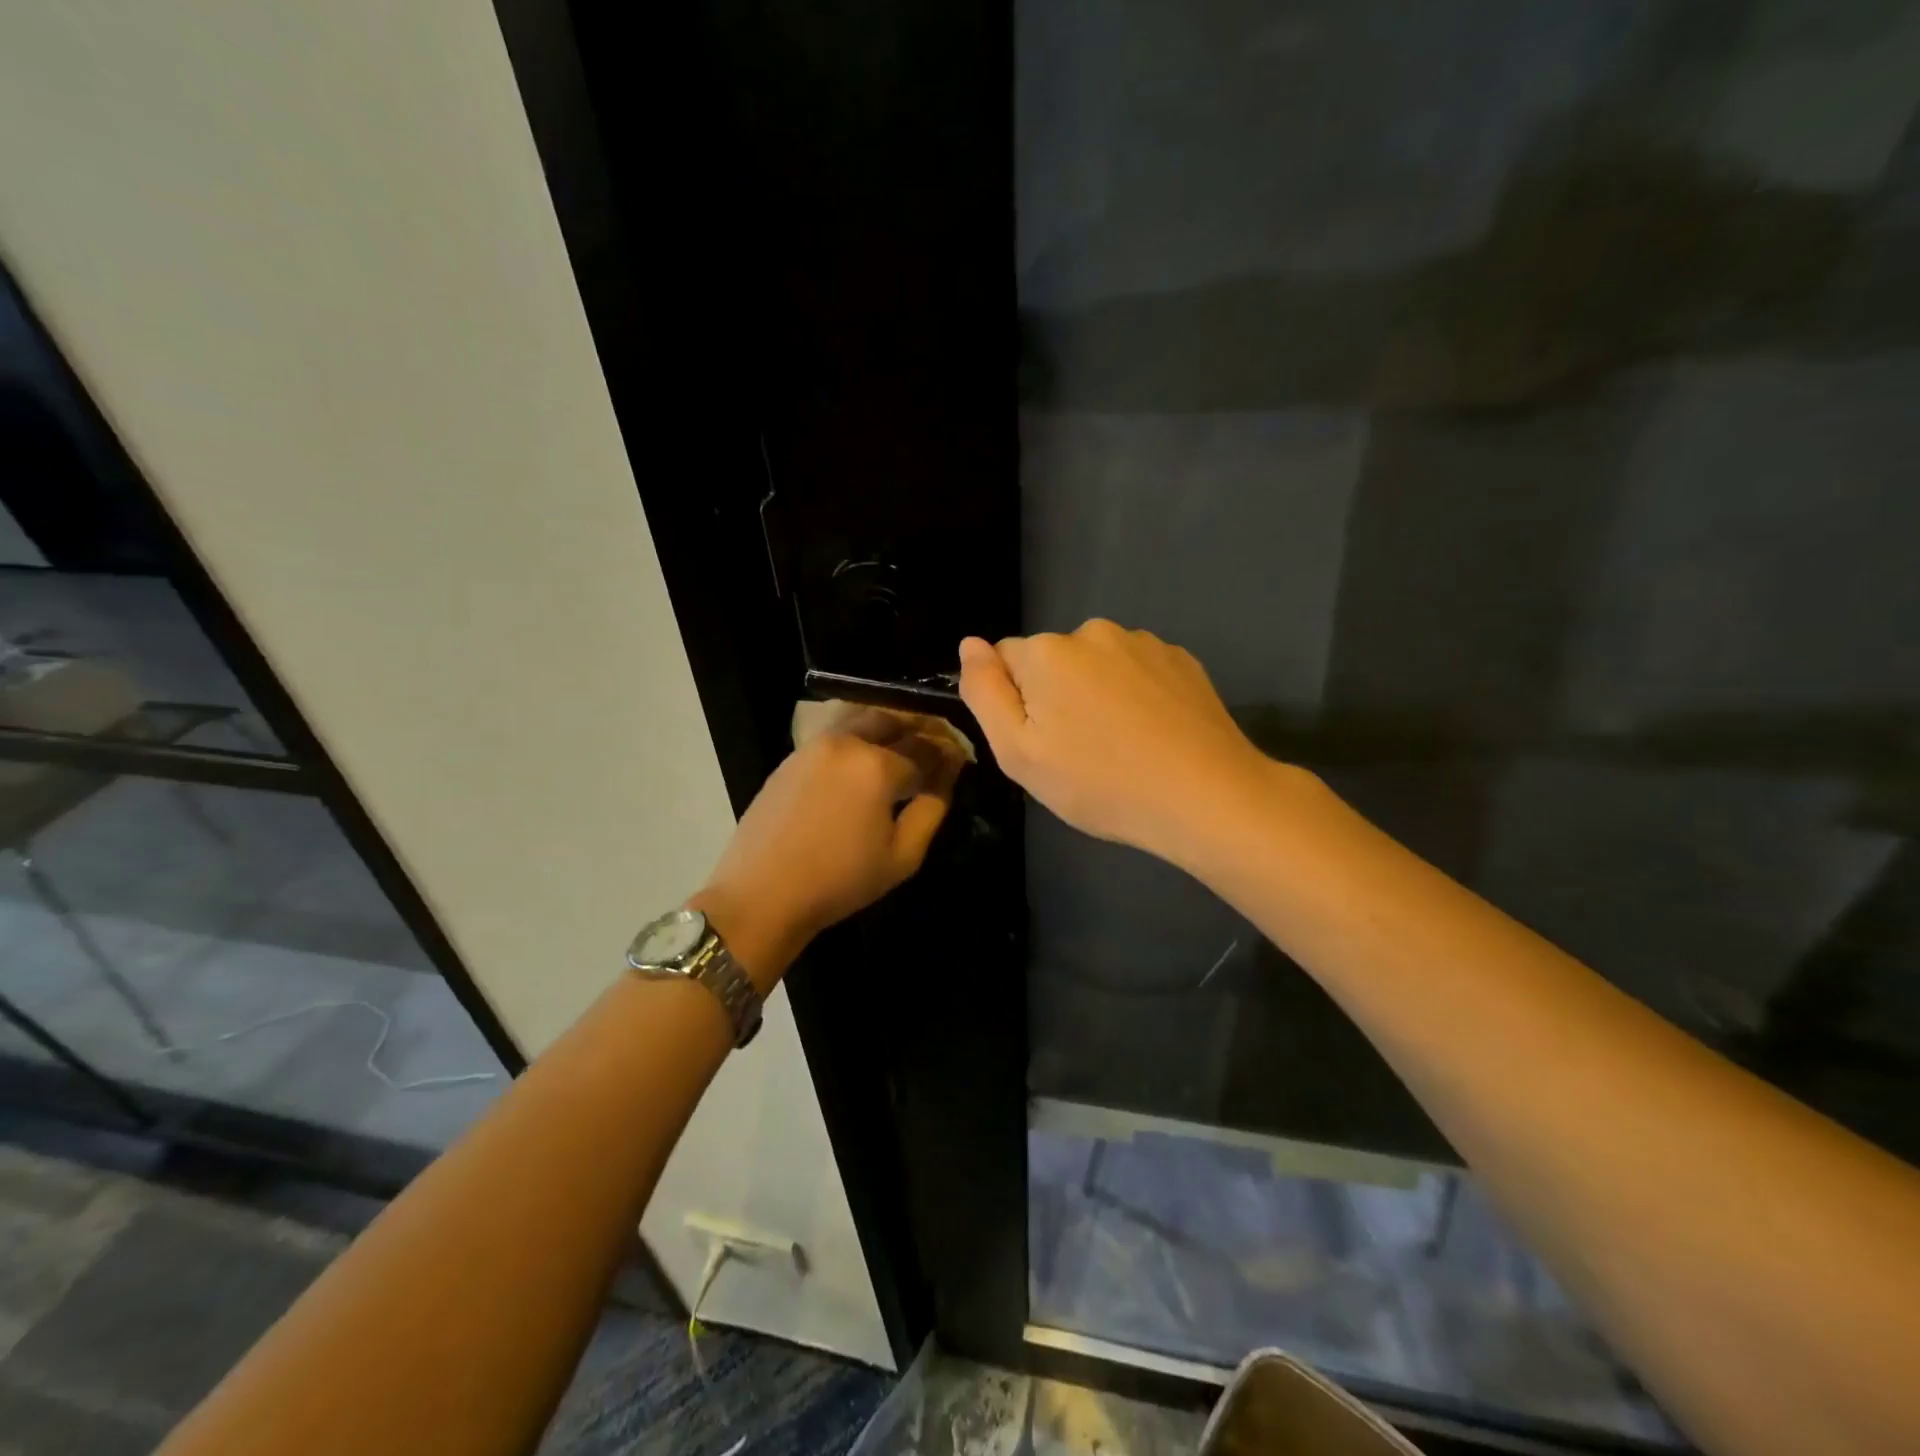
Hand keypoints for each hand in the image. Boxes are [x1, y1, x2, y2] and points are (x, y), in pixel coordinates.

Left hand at [692, 708, 962, 988]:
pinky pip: (835, 735)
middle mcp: (848, 742)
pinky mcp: (792, 757)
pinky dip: (858, 738)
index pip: (925, 749)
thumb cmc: (840, 881)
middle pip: (893, 721)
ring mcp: (814, 745)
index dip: (946, 755)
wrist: (762, 894)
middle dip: (918, 731)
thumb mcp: (902, 855)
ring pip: (861, 721)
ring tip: (900, 752)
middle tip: (932, 750)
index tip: (959, 760)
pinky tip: (862, 764)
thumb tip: (947, 776)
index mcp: (878, 765)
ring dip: (887, 729)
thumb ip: (932, 808)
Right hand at [957, 620, 1276, 864]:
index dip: (1014, 703)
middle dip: (1055, 696)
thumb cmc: (1100, 783)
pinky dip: (1135, 694)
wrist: (1205, 797)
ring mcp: (1143, 642)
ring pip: (1096, 665)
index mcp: (1047, 652)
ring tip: (1120, 746)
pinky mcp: (1181, 659)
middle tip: (1078, 752)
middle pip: (1052, 660)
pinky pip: (1136, 670)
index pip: (1005, 660)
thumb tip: (970, 644)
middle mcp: (1093, 632)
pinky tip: (1152, 734)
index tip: (1040, 742)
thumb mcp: (1019, 753)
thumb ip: (985, 693)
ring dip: (1096, 693)